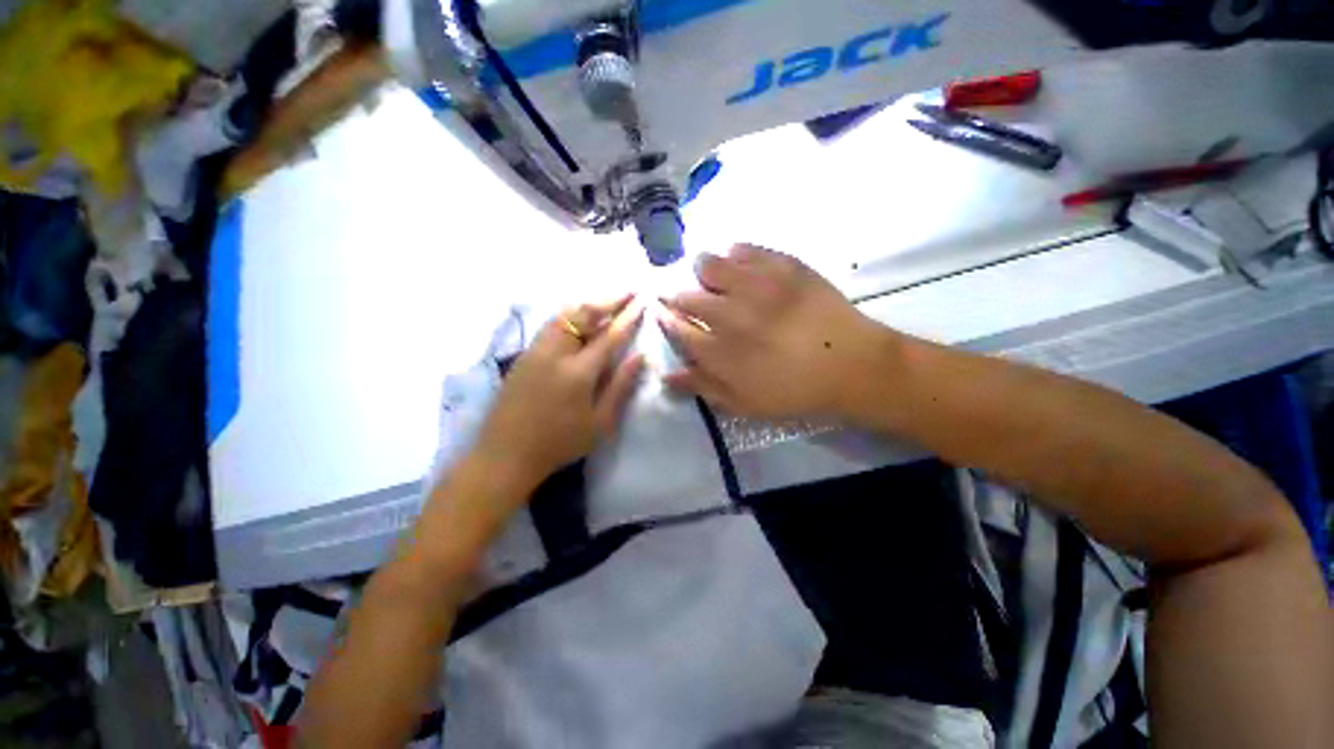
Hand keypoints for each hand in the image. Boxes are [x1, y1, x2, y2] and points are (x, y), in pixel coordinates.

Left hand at [473, 295, 644, 489]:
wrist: (506, 454)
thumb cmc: (559, 443)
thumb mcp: (600, 423)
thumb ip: (621, 386)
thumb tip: (640, 356)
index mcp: (578, 371)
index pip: (609, 336)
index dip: (628, 318)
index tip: (642, 302)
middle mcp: (555, 352)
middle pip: (583, 314)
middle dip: (608, 300)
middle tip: (628, 292)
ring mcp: (536, 350)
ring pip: (564, 314)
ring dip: (588, 304)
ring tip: (607, 302)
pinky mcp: (524, 354)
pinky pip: (551, 324)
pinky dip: (571, 315)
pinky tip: (580, 320)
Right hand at [660, 244, 887, 419]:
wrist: (852, 365)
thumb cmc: (794, 391)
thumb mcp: (744, 403)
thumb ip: (703, 387)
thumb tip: (666, 375)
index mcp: (720, 351)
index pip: (677, 328)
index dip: (666, 319)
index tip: (663, 313)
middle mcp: (730, 314)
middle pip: (687, 295)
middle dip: (678, 296)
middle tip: (687, 298)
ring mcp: (756, 285)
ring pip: (710, 264)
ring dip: (702, 270)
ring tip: (710, 277)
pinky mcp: (782, 266)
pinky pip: (745, 249)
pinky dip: (735, 254)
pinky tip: (739, 262)